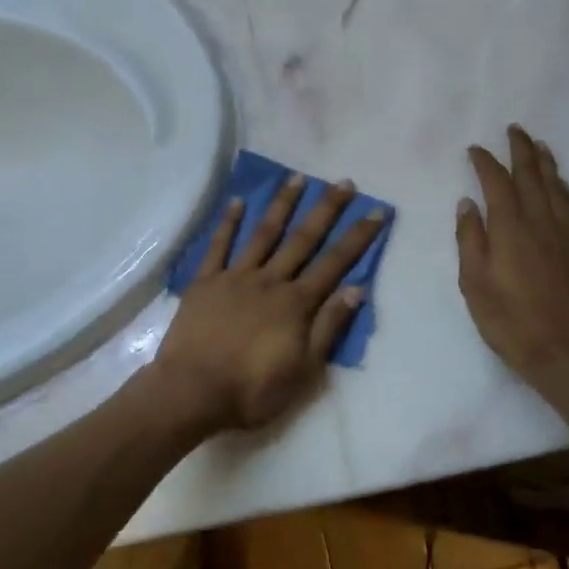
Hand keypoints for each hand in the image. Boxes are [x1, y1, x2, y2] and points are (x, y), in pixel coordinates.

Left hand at [157, 174, 384, 432]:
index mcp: (296, 303)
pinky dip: (228, 222)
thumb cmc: (252, 389)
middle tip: (343, 182)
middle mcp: (270, 281)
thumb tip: (357, 289)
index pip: (335, 263)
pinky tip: (237, 201)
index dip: (358, 236)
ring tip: (296, 177)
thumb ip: (329, 327)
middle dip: (326, 209)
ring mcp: (236, 277)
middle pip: (303, 239)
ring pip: (264, 233)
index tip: (376, 210)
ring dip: (282, 204)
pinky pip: (218, 246)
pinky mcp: (205, 281)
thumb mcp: (304, 370)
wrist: (192, 391)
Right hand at [457, 127, 568, 390]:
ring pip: (555, 186)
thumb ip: (469, 240)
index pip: (497, 184)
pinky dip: (563, 186)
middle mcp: (539, 222)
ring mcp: (564, 233)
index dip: (485, 163)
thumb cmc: (510, 321)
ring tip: (538, 144)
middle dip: (520, 150)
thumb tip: (467, 203)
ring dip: (545, 162)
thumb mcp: (474, 284)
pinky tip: (560, 183)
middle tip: (514, 129)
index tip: (475, 149)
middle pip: (531, 175)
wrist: (566, 350)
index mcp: (509, 228)